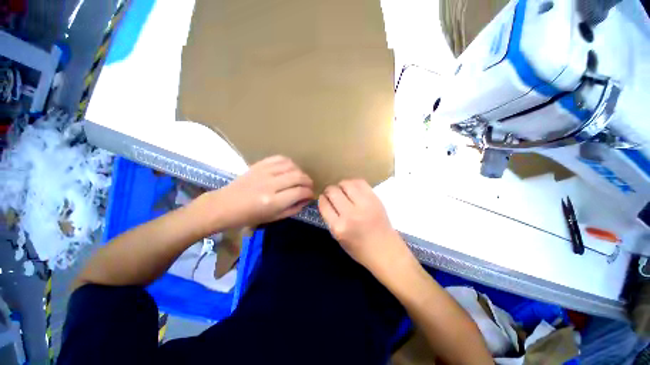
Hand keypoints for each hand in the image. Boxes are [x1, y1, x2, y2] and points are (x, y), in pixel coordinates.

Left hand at [210, 155, 313, 227]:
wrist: (224, 205)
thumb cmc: (249, 216)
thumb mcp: (274, 218)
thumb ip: (293, 208)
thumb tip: (307, 199)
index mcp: (273, 202)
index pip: (300, 192)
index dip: (309, 193)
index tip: (310, 195)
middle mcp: (270, 185)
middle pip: (298, 176)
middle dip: (308, 181)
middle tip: (309, 186)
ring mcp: (264, 172)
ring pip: (291, 166)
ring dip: (300, 171)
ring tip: (300, 178)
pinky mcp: (259, 165)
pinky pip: (279, 158)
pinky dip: (289, 163)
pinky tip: (290, 169)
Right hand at [318, 179, 407, 273]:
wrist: (386, 251)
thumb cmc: (359, 249)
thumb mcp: (338, 238)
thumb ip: (330, 219)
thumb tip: (326, 201)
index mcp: (339, 227)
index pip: (324, 204)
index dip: (322, 199)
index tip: (323, 198)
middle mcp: (350, 214)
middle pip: (333, 191)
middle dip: (329, 191)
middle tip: (332, 194)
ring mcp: (364, 204)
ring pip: (346, 184)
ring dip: (341, 185)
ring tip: (342, 190)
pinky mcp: (375, 199)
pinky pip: (360, 182)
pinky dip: (353, 183)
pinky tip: (353, 188)